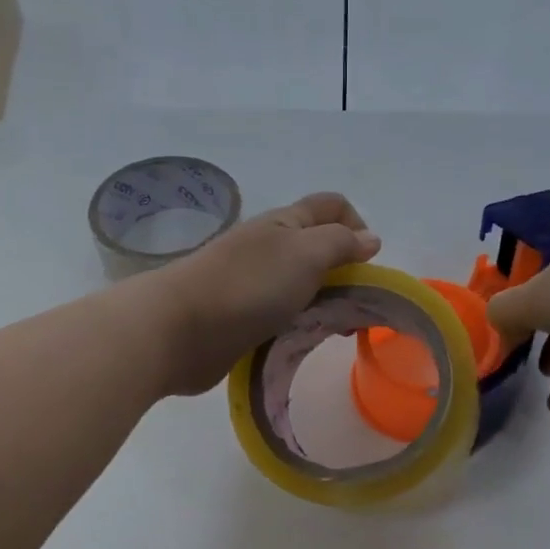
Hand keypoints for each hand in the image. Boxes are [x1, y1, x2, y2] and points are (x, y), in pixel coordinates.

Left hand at [145, 192, 380, 394]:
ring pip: (302, 286)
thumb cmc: (248, 285)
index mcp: (285, 223)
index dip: (357, 225)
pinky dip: (300, 325)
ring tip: (333, 330)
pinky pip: (282, 316)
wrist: (179, 330)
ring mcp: (253, 284)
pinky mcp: (242, 318)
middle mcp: (270, 248)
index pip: (332, 207)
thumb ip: (341, 243)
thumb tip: (370, 238)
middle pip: (319, 249)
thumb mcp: (306, 254)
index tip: (368, 265)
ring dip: (324, 304)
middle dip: (345, 273)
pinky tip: (304, 341)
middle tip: (356, 307)